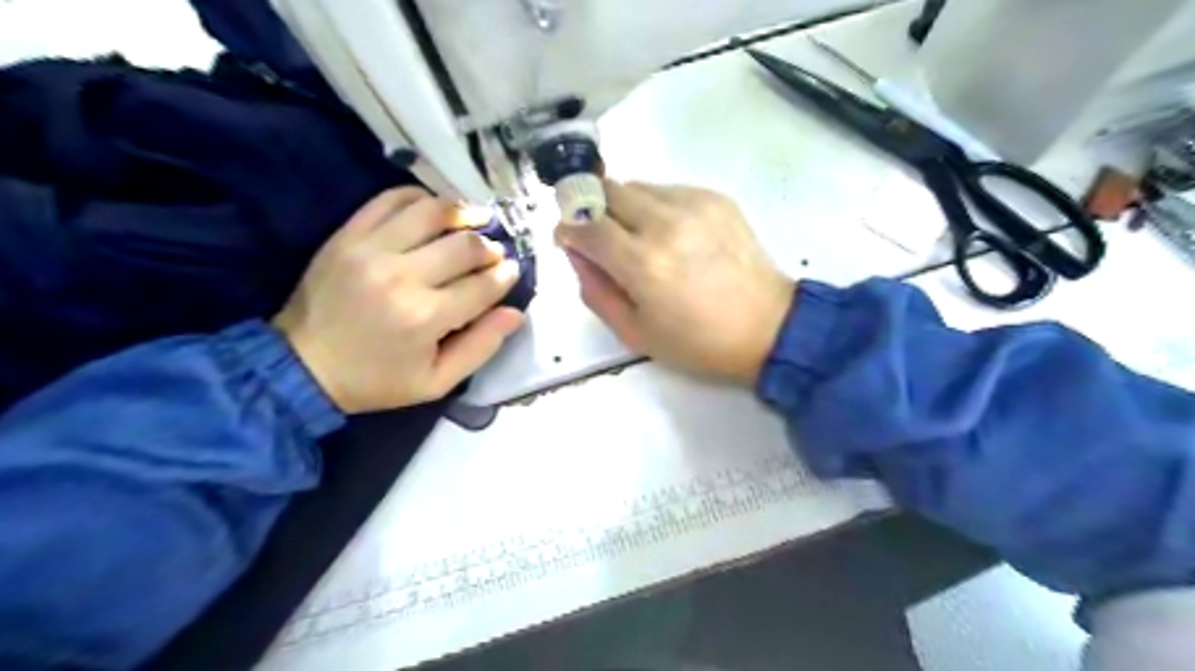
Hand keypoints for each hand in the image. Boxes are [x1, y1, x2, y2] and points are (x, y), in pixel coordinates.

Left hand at [277, 185, 523, 410]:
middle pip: (465, 245)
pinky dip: (420, 197)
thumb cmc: (376, 380)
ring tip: (476, 219)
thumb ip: (481, 348)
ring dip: (463, 212)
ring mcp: (371, 249)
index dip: (506, 276)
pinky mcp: (349, 235)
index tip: (513, 271)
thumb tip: (515, 312)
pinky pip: (391, 199)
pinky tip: (434, 209)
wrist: (301, 365)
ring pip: (433, 212)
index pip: (483, 284)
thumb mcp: (436, 382)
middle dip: (490, 248)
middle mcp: (402, 276)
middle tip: (495, 254)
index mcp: (425, 317)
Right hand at [558, 184, 790, 383]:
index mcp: (643, 263)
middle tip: (600, 236)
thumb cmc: (699, 343)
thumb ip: (595, 290)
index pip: (585, 223)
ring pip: (637, 185)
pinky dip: (656, 206)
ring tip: (639, 239)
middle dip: (592, 209)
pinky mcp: (716, 198)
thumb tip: (575, 253)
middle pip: (607, 190)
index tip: (568, 238)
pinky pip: (668, 189)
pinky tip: (671, 235)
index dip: (568, 227)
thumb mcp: (635, 333)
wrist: (770, 328)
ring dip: (624, 207)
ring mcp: (694, 204)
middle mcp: (665, 223)